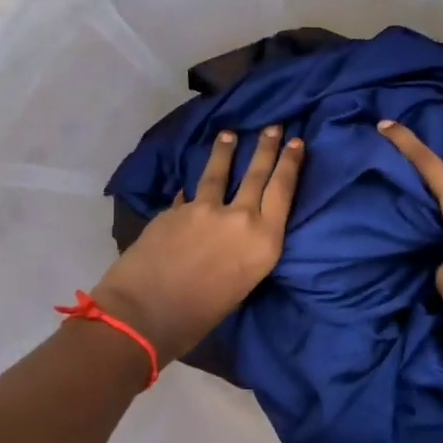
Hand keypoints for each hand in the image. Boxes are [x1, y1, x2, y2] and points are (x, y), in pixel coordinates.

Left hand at [92, 126, 304, 366]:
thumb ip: (244, 252)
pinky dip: (192, 189)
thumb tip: (234, 236)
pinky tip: (189, 184)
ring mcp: (205, 209)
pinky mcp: (176, 209)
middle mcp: (241, 218)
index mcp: (265, 242)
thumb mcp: (241, 285)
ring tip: (229, 134)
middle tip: (274, 126)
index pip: (283, 190)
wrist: (145, 314)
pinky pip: (189, 193)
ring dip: (226, 151)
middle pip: (257, 173)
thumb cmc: (200, 317)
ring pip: (220, 171)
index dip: (291, 163)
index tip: (297, 142)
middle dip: (267, 147)